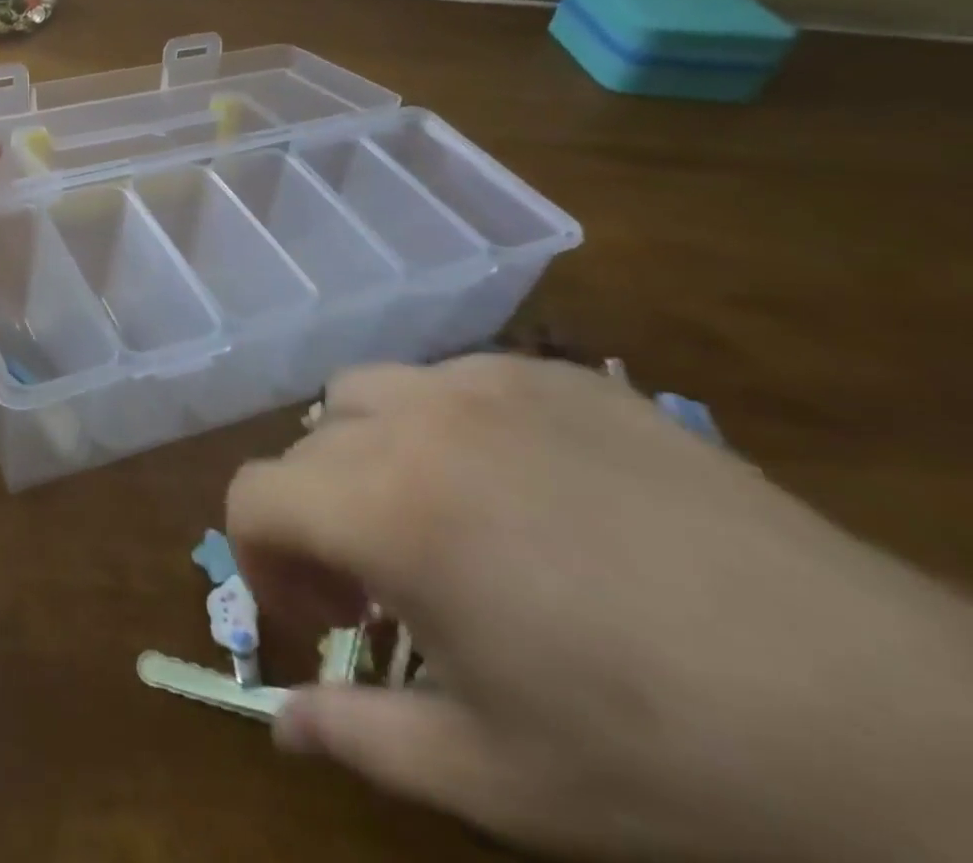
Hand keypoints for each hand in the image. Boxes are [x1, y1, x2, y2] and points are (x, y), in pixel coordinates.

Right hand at [227, 355, 972, 861]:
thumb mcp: (495, 777)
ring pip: (366, 393)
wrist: (898, 721)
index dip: (258, 561)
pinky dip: (439, 427)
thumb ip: (360, 738)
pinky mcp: (558, 375)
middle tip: (374, 589)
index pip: (254, 495)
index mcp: (390, 507)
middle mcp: (422, 419)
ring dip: (363, 454)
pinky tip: (515, 491)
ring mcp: (492, 382)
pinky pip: (451, 381)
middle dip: (315, 516)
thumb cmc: (669, 763)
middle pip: (307, 444)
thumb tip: (278, 724)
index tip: (317, 621)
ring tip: (430, 521)